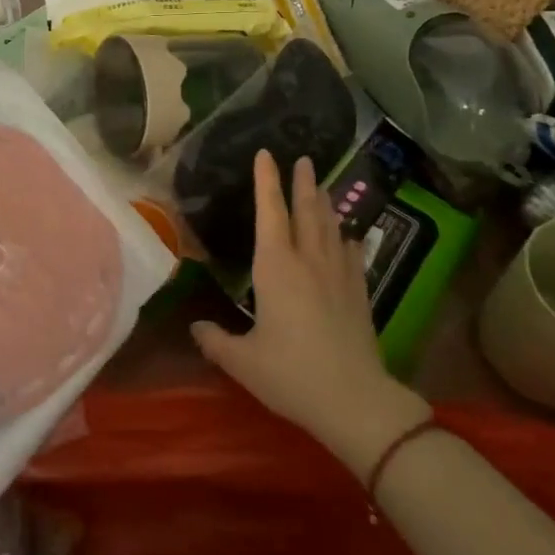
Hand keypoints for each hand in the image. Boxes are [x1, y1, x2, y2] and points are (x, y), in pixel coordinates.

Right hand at [192, 150, 429, 473]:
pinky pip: (352, 255)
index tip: (266, 153)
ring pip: (331, 227)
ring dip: (325, 204)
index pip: (269, 212)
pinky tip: (350, 235)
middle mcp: (308, 261)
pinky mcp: (358, 293)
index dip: (266, 181)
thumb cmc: (292, 375)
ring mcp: (338, 275)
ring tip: (322, 186)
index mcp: (276, 268)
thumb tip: (195, 326)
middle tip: (305, 158)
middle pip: (306, 211)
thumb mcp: (243, 362)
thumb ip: (215, 341)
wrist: (355, 400)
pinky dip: (348, 239)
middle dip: (303, 183)